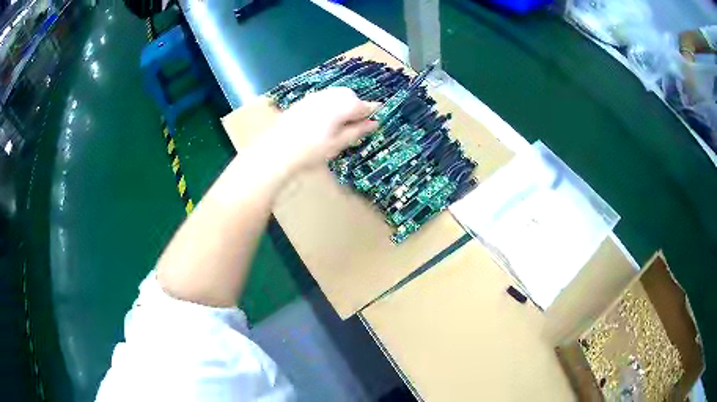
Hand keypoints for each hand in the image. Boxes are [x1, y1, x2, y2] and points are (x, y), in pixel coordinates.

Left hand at [261, 87, 377, 172]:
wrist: (278, 149)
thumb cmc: (311, 151)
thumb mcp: (338, 143)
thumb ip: (357, 130)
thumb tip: (374, 123)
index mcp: (342, 106)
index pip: (364, 105)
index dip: (371, 112)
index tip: (375, 119)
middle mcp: (330, 96)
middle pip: (350, 96)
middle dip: (355, 107)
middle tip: (354, 125)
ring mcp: (315, 96)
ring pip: (336, 95)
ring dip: (343, 105)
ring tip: (339, 124)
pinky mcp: (304, 100)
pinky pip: (324, 98)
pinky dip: (330, 105)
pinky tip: (324, 121)